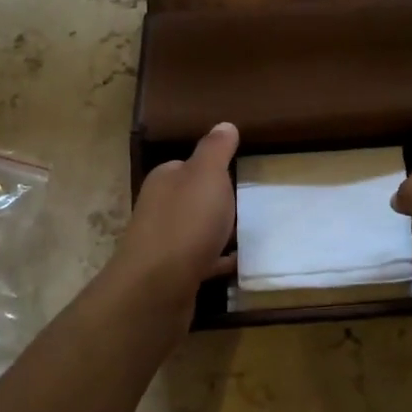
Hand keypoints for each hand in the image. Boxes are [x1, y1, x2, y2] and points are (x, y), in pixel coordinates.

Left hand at [106, 123, 238, 312]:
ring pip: (196, 231)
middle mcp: (159, 209)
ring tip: (252, 232)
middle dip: (216, 201)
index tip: (238, 173)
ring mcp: (164, 244)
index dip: (211, 168)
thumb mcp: (207, 175)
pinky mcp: (173, 275)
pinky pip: (202, 262)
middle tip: (250, 203)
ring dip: (218, 231)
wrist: (158, 287)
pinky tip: (241, 263)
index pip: (187, 166)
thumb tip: (224, 124)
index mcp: (165, 180)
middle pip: (192, 199)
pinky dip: (220, 261)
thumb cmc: (185, 222)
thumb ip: (216, 150)